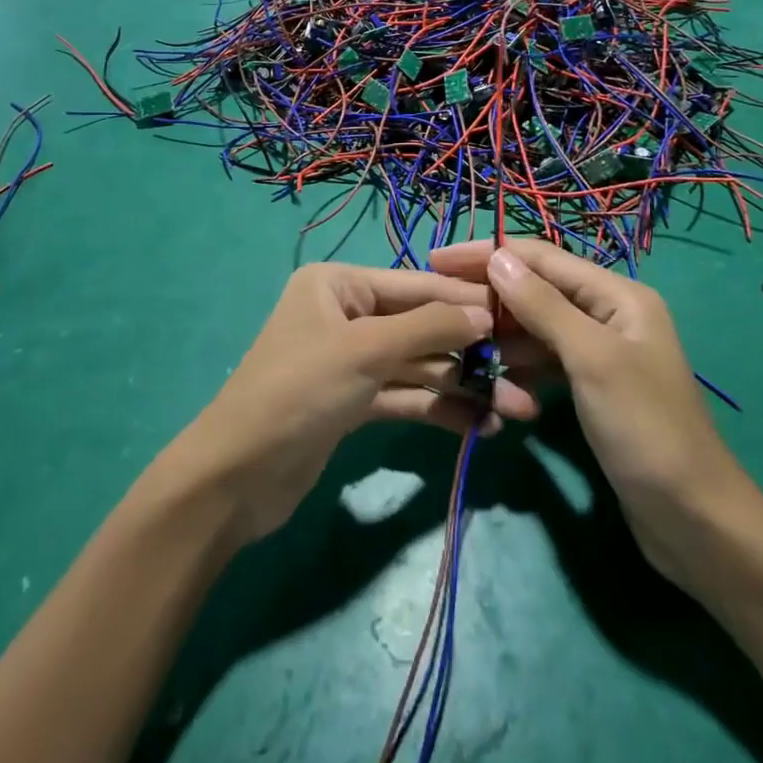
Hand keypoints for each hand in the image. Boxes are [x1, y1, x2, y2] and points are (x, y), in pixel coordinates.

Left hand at [165, 264, 538, 544]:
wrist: (236, 477)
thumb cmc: (300, 391)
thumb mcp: (366, 350)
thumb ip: (429, 328)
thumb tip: (485, 314)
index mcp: (339, 285)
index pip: (415, 285)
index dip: (465, 301)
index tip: (517, 314)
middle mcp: (346, 315)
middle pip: (420, 328)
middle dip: (470, 353)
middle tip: (526, 375)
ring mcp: (350, 361)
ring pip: (417, 367)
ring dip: (463, 387)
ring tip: (517, 410)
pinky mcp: (353, 404)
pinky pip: (405, 398)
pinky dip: (439, 410)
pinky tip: (481, 427)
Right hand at [428, 239, 755, 584]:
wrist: (693, 519)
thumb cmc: (645, 429)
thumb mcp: (592, 359)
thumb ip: (543, 305)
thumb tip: (496, 257)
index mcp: (618, 295)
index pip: (542, 258)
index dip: (488, 253)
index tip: (436, 259)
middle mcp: (609, 313)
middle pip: (538, 289)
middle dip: (491, 294)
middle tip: (439, 306)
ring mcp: (600, 352)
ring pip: (538, 327)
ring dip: (501, 333)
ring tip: (457, 344)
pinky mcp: (591, 386)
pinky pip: (545, 361)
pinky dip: (519, 365)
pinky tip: (492, 379)